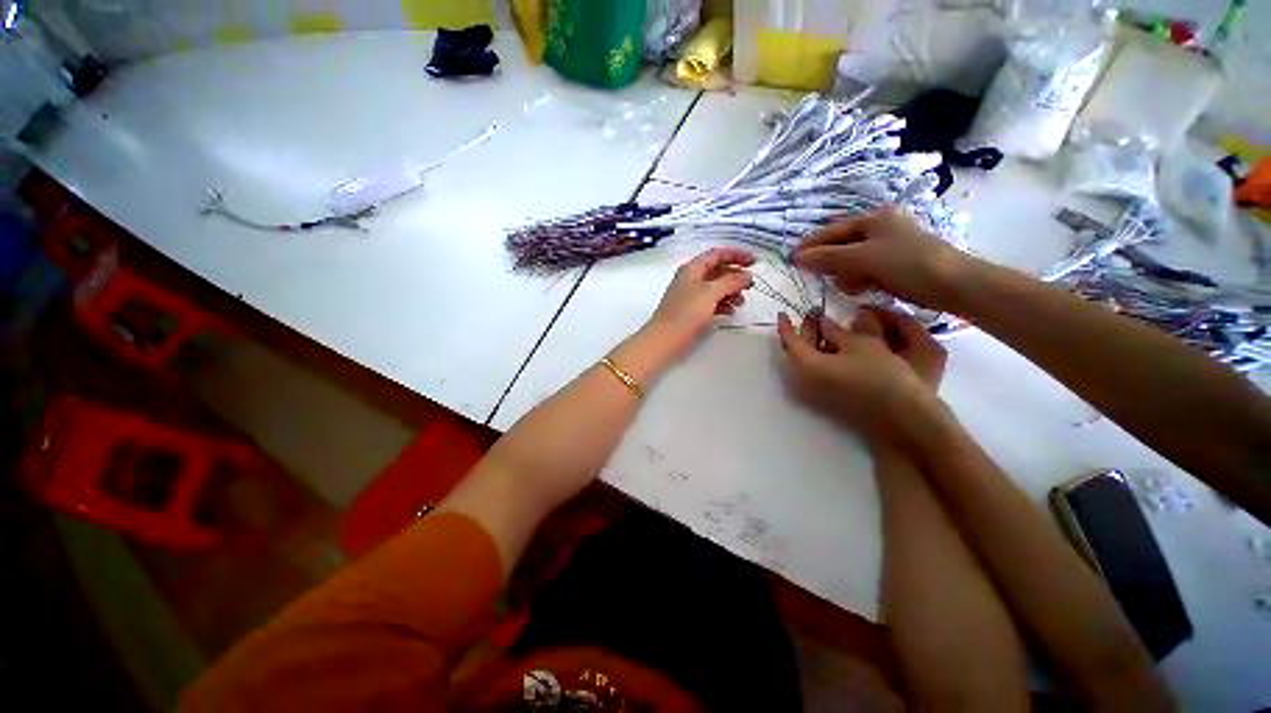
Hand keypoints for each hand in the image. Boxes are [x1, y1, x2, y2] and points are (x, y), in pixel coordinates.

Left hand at [647, 248, 754, 356]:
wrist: (665, 339)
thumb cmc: (686, 312)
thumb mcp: (710, 293)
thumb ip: (731, 281)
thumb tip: (746, 275)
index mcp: (692, 269)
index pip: (717, 254)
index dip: (737, 255)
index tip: (755, 262)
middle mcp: (691, 279)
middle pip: (718, 271)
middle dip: (735, 276)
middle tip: (751, 286)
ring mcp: (691, 296)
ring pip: (716, 288)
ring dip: (731, 292)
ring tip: (741, 302)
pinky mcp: (692, 311)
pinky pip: (711, 302)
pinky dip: (722, 304)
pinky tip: (731, 312)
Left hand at [777, 305, 946, 438]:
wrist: (900, 417)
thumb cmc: (879, 375)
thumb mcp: (860, 344)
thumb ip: (836, 330)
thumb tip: (822, 322)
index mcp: (805, 366)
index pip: (789, 342)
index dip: (786, 325)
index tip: (782, 313)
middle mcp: (804, 380)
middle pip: (798, 351)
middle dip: (805, 331)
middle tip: (815, 314)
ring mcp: (815, 392)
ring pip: (808, 362)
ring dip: (815, 343)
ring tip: (829, 326)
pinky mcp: (828, 399)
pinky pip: (816, 372)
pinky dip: (822, 357)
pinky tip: (838, 346)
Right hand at [795, 208, 984, 312]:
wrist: (953, 284)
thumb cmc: (907, 264)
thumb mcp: (863, 258)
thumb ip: (829, 257)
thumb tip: (798, 257)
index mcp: (874, 218)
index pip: (832, 231)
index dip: (811, 245)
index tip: (792, 259)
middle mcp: (880, 227)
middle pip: (841, 244)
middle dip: (830, 262)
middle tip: (820, 277)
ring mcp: (888, 245)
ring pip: (852, 259)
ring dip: (845, 273)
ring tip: (848, 285)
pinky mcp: (894, 263)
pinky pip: (865, 270)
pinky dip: (859, 279)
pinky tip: (861, 288)